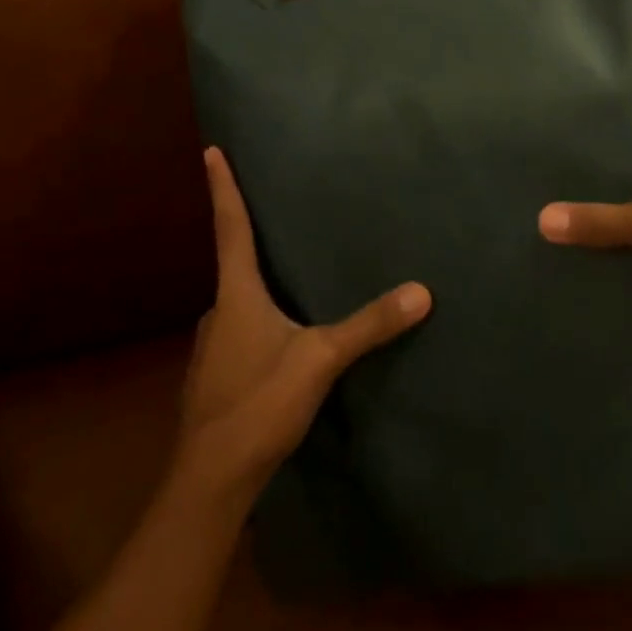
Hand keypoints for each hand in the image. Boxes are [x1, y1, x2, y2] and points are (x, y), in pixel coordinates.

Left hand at [174, 147, 431, 503]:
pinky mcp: (217, 375)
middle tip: (274, 211)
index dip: (222, 188)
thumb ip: (370, 325)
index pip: (230, 228)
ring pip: (238, 300)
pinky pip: (240, 329)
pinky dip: (259, 317)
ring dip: (257, 282)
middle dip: (249, 236)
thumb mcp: (321, 360)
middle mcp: (218, 312)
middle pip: (232, 262)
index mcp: (236, 295)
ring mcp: (213, 346)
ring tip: (288, 273)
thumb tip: (422, 291)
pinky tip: (283, 332)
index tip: (211, 150)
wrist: (210, 480)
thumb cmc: (258, 404)